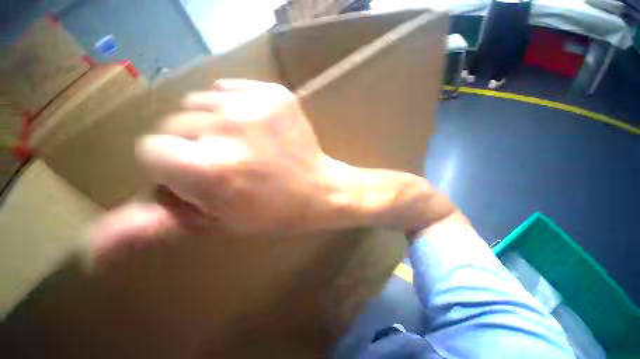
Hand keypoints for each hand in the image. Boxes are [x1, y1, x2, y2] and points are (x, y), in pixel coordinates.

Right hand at [92, 79, 458, 252]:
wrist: (321, 189)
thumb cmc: (276, 212)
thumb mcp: (219, 223)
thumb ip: (158, 226)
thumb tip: (94, 249)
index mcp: (212, 169)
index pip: (150, 151)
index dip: (170, 167)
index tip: (196, 175)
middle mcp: (229, 129)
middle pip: (176, 124)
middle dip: (192, 145)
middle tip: (227, 163)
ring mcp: (257, 106)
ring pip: (201, 103)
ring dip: (212, 126)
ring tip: (244, 148)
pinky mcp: (277, 94)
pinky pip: (232, 89)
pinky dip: (234, 108)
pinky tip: (257, 130)